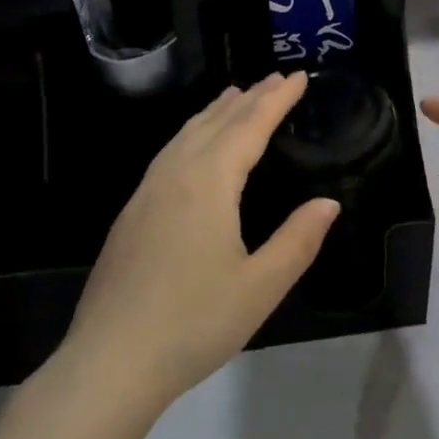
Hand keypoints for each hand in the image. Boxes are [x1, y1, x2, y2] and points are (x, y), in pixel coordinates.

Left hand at [59, 73, 339, 413]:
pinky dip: (191, 134)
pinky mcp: (131, 215)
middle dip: (249, 98)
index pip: (249, 127)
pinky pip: (168, 154)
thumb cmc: (194, 323)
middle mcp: (174, 176)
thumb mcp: (261, 286)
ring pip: (185, 135)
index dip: (276, 100)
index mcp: (208, 183)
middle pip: (215, 122)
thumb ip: (298, 239)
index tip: (299, 76)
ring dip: (215, 112)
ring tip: (236, 97)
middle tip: (276, 78)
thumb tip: (328, 202)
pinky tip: (193, 147)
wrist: (110, 363)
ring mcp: (145, 194)